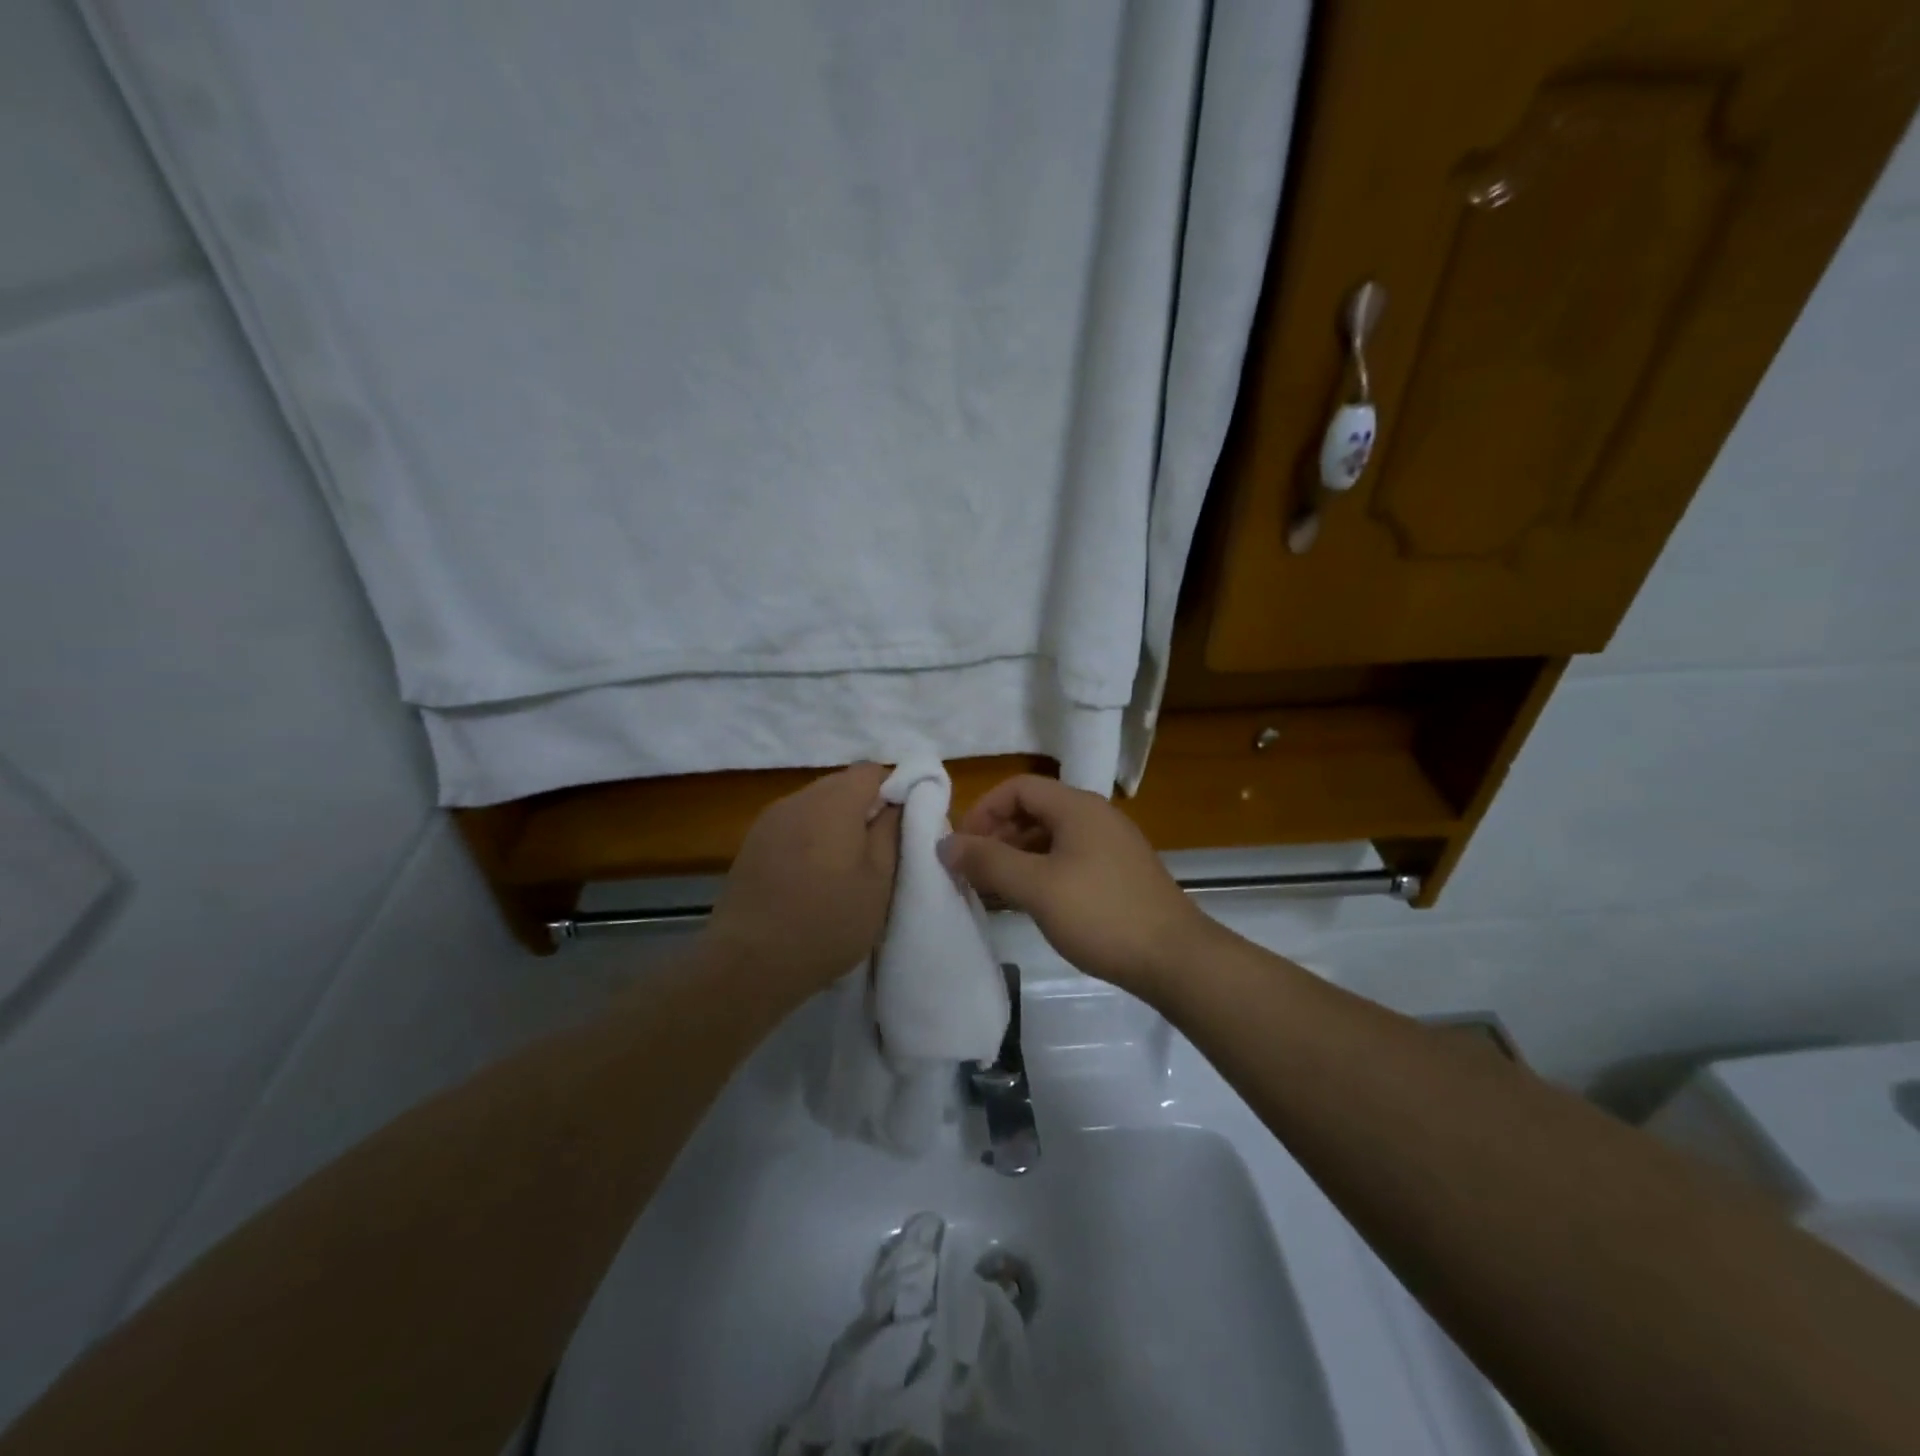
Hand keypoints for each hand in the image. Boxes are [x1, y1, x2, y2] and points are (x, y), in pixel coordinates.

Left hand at [706, 763, 900, 999]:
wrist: (749, 963)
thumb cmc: (826, 923)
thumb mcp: (878, 882)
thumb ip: (891, 832)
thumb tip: (898, 802)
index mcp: (834, 802)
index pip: (872, 771)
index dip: (894, 789)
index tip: (902, 825)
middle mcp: (798, 799)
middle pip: (841, 784)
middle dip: (864, 807)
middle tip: (878, 849)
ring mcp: (770, 820)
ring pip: (816, 804)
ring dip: (836, 824)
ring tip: (844, 867)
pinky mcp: (752, 843)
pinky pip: (793, 824)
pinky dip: (810, 838)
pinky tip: (812, 876)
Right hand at [939, 774, 1206, 995]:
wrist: (1176, 959)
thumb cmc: (1101, 915)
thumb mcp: (1037, 887)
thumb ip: (988, 862)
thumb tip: (946, 844)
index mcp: (1077, 807)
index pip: (1018, 788)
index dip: (983, 810)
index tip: (962, 846)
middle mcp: (1095, 817)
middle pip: (1034, 810)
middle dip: (997, 835)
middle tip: (972, 871)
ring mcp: (1110, 846)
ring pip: (1050, 838)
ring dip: (1016, 857)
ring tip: (992, 890)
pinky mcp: (1118, 874)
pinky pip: (1067, 859)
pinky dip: (1040, 872)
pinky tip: (1028, 903)